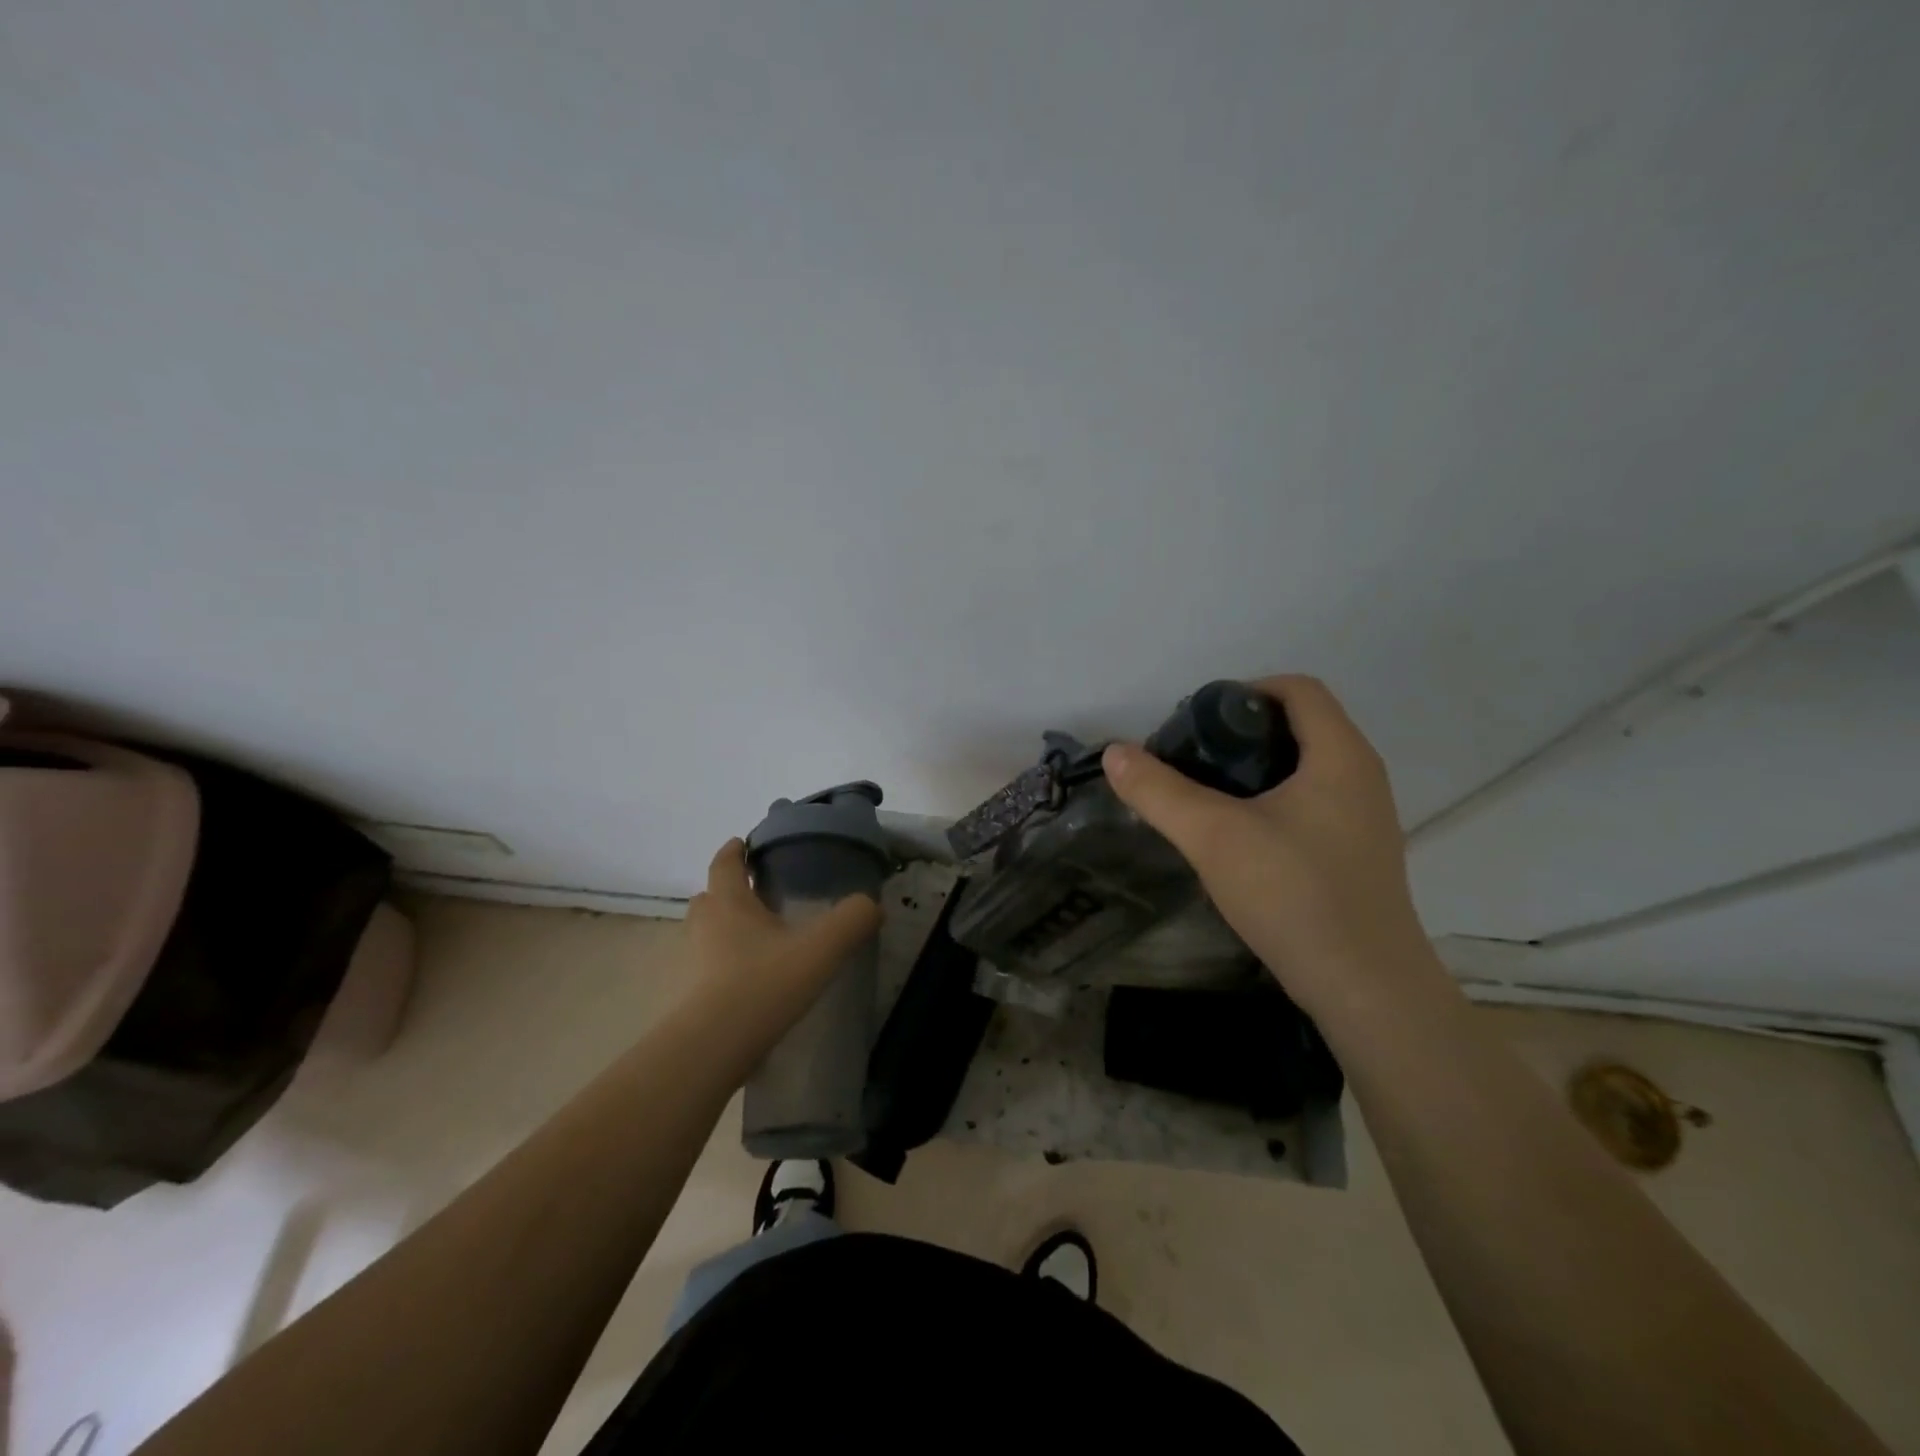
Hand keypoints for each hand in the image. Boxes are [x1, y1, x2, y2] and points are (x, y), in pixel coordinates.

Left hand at [682, 839, 882, 1055]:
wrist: (712, 1049)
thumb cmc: (763, 985)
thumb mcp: (820, 949)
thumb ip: (851, 921)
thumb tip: (872, 905)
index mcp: (729, 903)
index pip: (724, 863)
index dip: (734, 850)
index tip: (743, 843)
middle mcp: (704, 926)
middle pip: (710, 897)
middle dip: (729, 891)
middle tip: (758, 894)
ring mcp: (691, 963)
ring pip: (706, 933)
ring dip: (725, 929)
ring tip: (759, 939)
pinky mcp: (690, 997)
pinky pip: (707, 968)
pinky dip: (724, 965)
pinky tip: (751, 980)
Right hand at [1102, 675, 1430, 1012]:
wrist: (1365, 988)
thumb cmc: (1294, 894)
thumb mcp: (1213, 836)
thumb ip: (1159, 791)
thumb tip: (1115, 754)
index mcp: (1340, 755)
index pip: (1298, 689)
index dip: (1245, 690)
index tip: (1199, 721)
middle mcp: (1362, 776)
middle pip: (1301, 725)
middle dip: (1242, 731)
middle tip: (1193, 758)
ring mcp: (1366, 818)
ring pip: (1306, 768)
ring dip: (1256, 769)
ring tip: (1208, 796)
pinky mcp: (1358, 854)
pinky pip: (1313, 803)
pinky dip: (1274, 801)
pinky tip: (1240, 838)